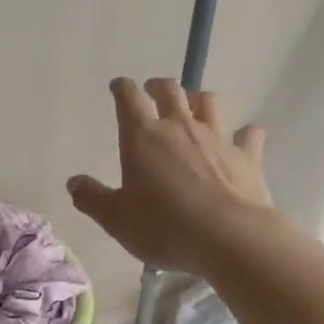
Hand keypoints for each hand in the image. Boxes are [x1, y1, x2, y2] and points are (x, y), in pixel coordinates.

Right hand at [67, 77, 272, 273]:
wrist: (229, 238)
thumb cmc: (164, 226)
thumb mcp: (116, 219)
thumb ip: (92, 198)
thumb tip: (74, 182)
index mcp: (143, 137)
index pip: (129, 97)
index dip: (122, 87)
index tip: (118, 87)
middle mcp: (180, 127)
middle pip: (170, 90)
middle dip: (158, 86)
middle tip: (153, 91)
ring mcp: (217, 139)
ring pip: (209, 103)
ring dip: (199, 100)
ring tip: (194, 106)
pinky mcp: (247, 157)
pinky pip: (249, 135)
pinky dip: (245, 134)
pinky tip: (244, 138)